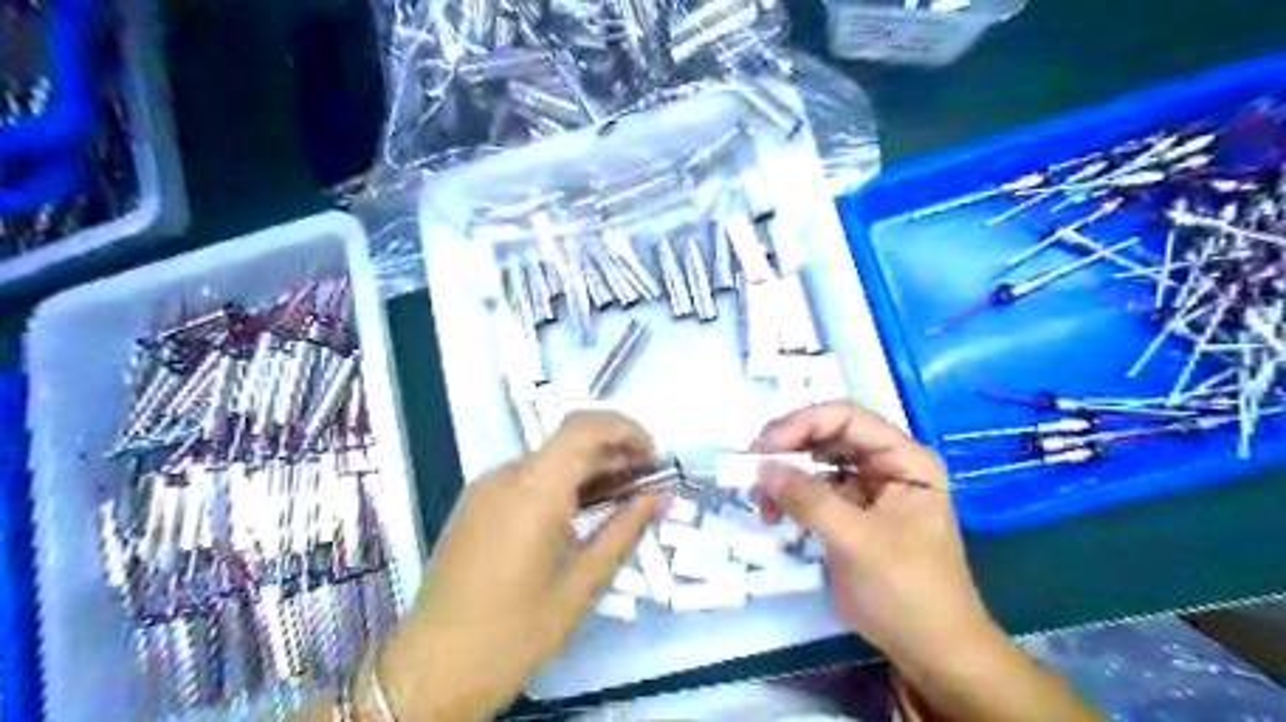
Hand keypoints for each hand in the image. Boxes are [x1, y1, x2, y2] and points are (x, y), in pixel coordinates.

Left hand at [377, 411, 661, 721]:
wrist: (430, 670)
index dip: (625, 429)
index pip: (584, 428)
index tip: (654, 456)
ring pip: (549, 459)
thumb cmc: (512, 634)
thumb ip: (622, 533)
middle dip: (614, 452)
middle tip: (649, 479)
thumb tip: (658, 499)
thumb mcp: (579, 586)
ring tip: (625, 496)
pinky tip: (583, 511)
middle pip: (568, 442)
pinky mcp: (476, 506)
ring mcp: (485, 489)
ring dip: (590, 469)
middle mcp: (506, 476)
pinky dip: (563, 484)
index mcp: (533, 490)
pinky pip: (528, 479)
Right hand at [756, 401, 992, 659]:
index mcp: (904, 459)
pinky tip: (772, 515)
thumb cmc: (907, 591)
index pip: (848, 418)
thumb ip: (810, 500)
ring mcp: (865, 488)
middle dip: (786, 449)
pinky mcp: (848, 512)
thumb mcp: (858, 542)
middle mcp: (885, 464)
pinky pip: (811, 490)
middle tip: (750, 469)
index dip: (803, 423)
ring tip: (759, 500)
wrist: (929, 650)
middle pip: (826, 436)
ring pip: (814, 462)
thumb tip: (762, 467)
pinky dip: (787, 497)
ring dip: (782, 474)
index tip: (764, 446)